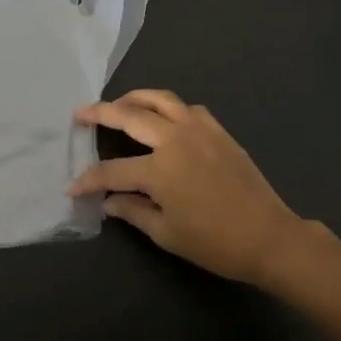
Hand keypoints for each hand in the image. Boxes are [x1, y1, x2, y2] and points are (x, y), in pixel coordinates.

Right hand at [68, 90, 307, 287]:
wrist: (269, 237)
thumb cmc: (215, 242)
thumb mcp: (167, 234)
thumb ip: (133, 211)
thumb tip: (108, 202)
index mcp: (159, 170)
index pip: (112, 171)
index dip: (89, 180)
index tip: (71, 188)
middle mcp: (175, 140)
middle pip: (130, 116)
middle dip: (100, 113)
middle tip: (80, 113)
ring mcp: (199, 130)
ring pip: (161, 99)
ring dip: (134, 98)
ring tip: (118, 103)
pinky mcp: (219, 131)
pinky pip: (188, 108)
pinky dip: (169, 107)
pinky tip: (163, 118)